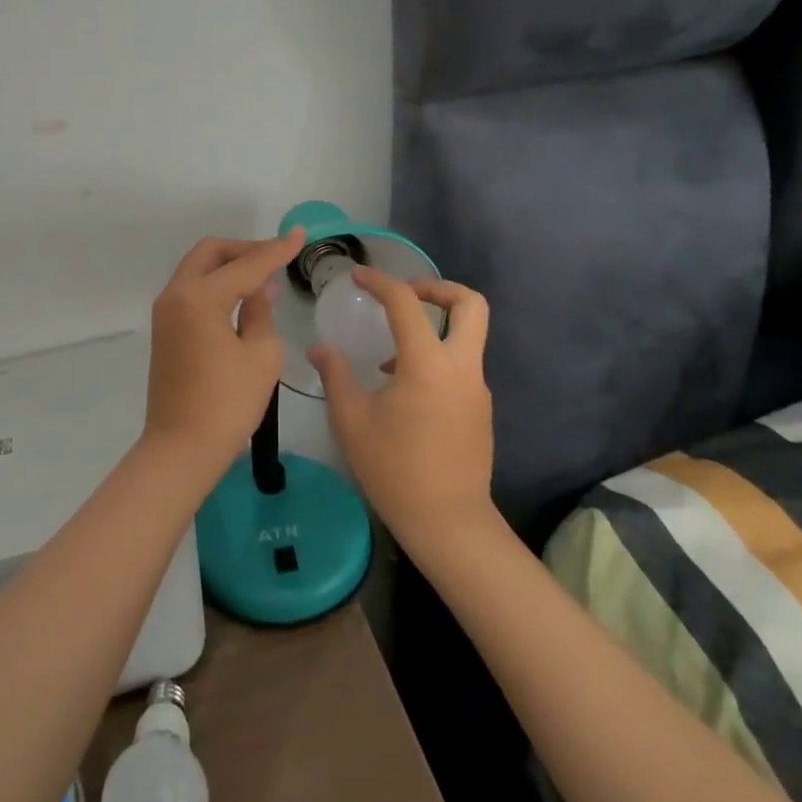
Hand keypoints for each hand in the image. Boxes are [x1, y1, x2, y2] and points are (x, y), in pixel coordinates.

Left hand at [143, 228, 306, 474]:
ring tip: (264, 276)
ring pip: (199, 268)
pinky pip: (193, 290)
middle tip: (276, 257)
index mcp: (199, 298)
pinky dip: (217, 284)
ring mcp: (166, 312)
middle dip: (245, 249)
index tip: (300, 235)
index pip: (246, 265)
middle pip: (211, 253)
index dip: (276, 249)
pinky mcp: (166, 329)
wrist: (181, 449)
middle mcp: (176, 295)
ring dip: (230, 266)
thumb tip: (259, 290)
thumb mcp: (261, 356)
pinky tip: (243, 297)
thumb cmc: (227, 404)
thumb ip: (261, 312)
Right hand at [311, 269, 498, 563]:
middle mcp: (461, 367)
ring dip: (437, 324)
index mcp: (428, 364)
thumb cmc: (395, 471)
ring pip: (470, 334)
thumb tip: (320, 348)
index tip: (358, 277)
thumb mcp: (352, 421)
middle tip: (406, 294)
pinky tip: (404, 385)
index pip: (406, 302)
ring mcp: (477, 388)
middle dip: (439, 288)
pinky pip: (462, 364)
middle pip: (471, 304)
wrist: (449, 524)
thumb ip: (336, 376)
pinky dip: (438, 355)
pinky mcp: (480, 408)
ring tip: (392, 348)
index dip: (380, 281)